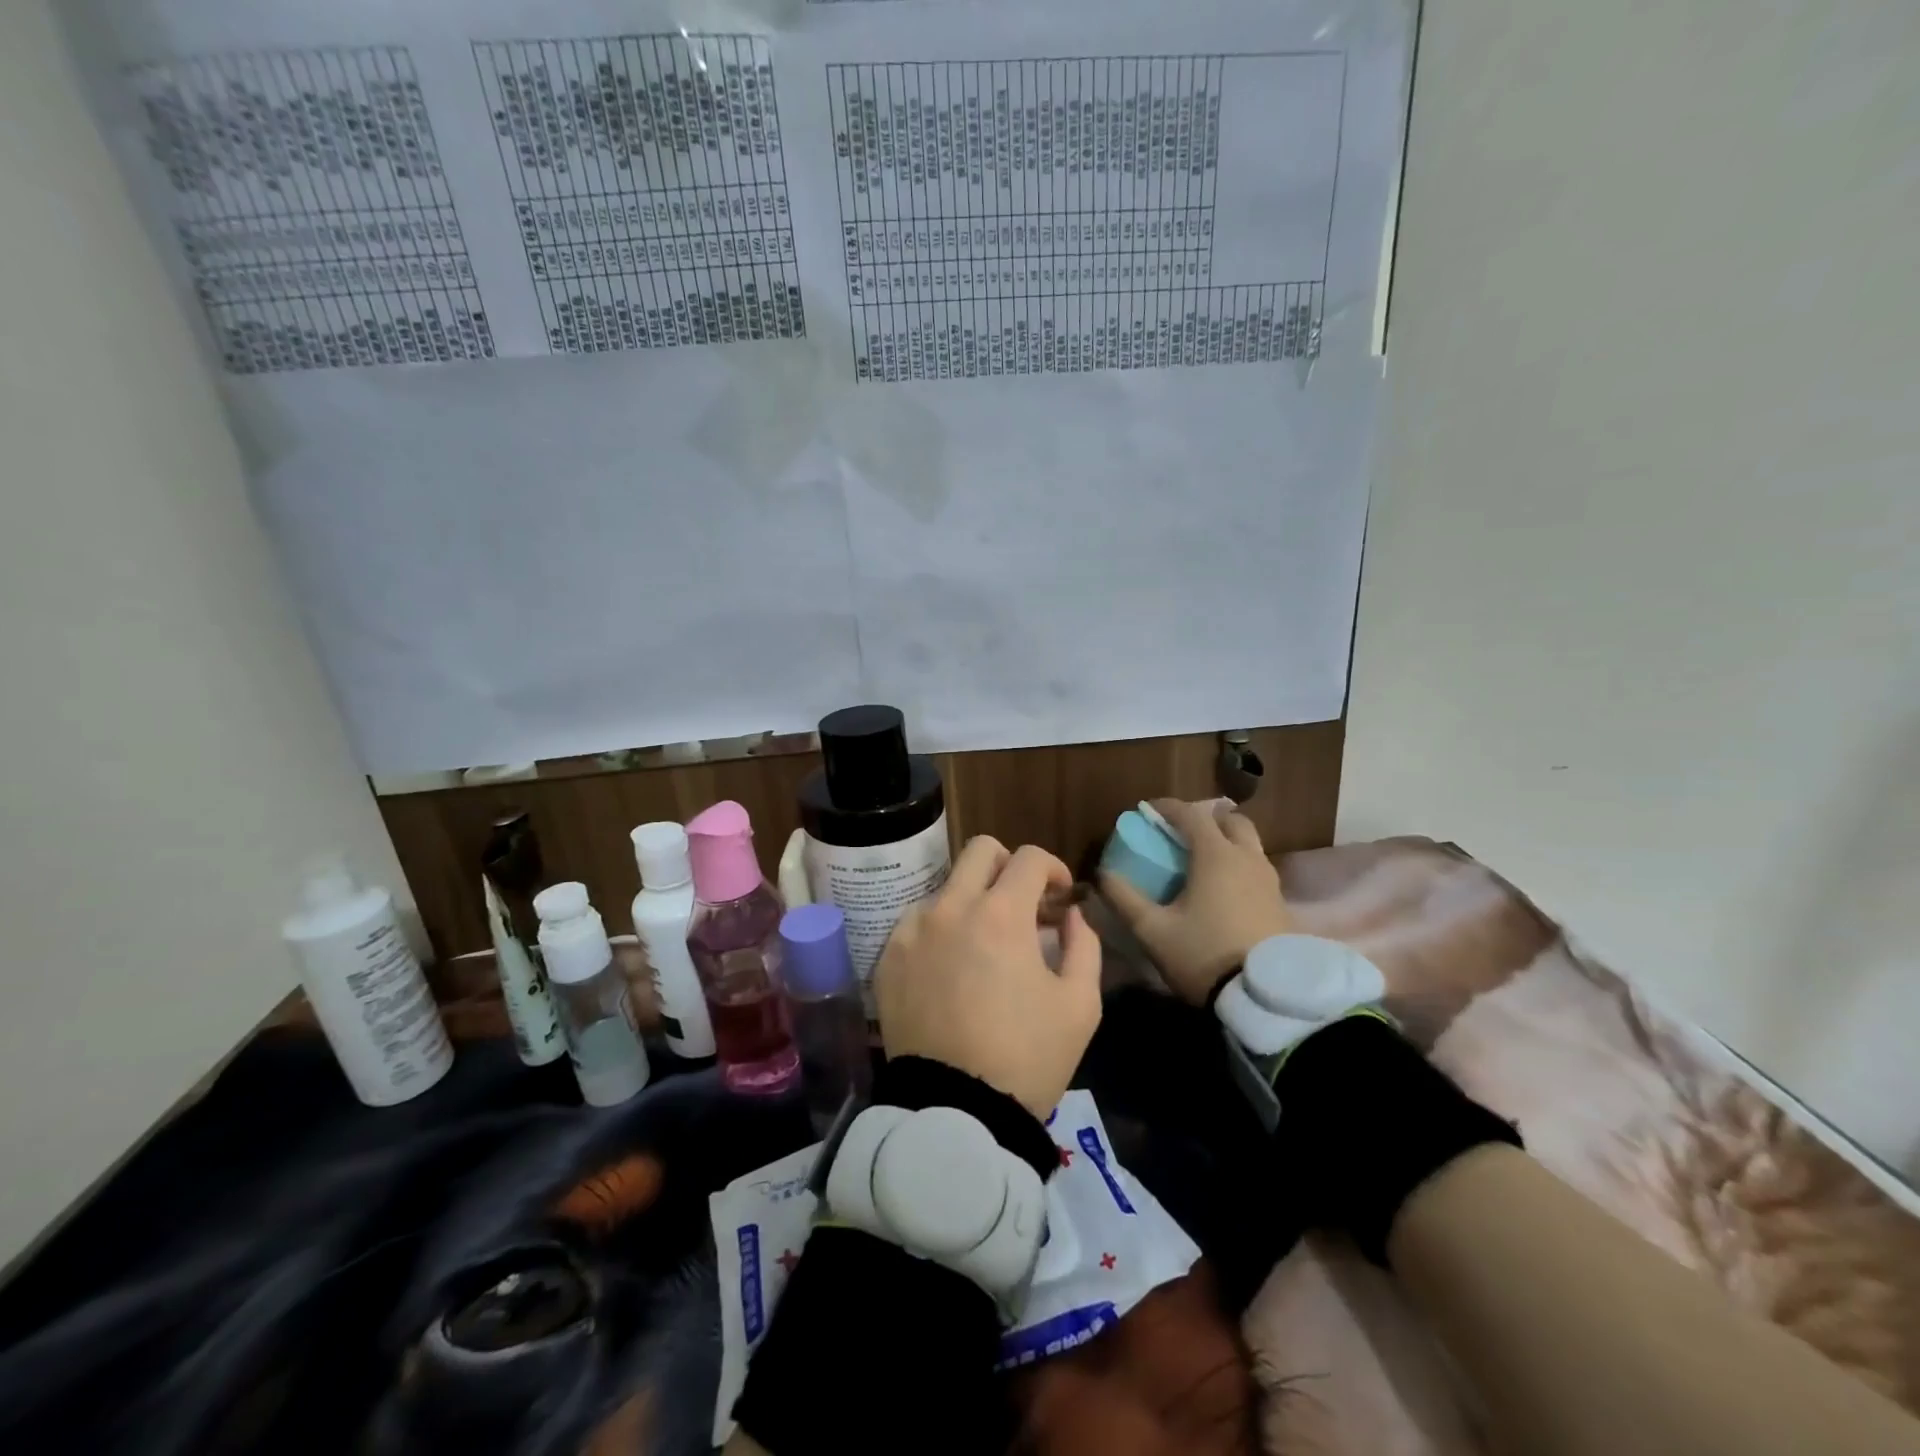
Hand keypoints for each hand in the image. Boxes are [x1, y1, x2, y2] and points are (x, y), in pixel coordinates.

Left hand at [876, 836, 1101, 1117]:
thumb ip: (1084, 946)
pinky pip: (918, 922)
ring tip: (985, 943)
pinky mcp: (888, 957)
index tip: (1061, 897)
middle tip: (1023, 903)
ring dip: (973, 901)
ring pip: (947, 886)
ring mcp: (913, 930)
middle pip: (980, 850)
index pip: (1029, 859)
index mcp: (1002, 915)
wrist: (955, 1112)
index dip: (1054, 869)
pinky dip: (941, 930)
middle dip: (1009, 865)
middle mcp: (951, 908)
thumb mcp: (1079, 1005)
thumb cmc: (1027, 1058)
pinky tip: (952, 967)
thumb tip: (1070, 916)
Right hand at [1100, 799, 1292, 1004]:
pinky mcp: (1282, 903)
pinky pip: (1257, 869)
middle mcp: (1247, 858)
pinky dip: (1239, 866)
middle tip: (1181, 834)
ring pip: (1249, 844)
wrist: (1266, 996)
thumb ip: (1124, 898)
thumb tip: (1101, 875)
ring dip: (1226, 842)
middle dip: (1205, 819)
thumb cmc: (1204, 954)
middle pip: (1230, 821)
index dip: (1166, 807)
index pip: (1190, 814)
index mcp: (1215, 855)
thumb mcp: (1152, 930)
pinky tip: (1224, 891)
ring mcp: (1270, 880)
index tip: (1147, 811)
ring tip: (1202, 862)